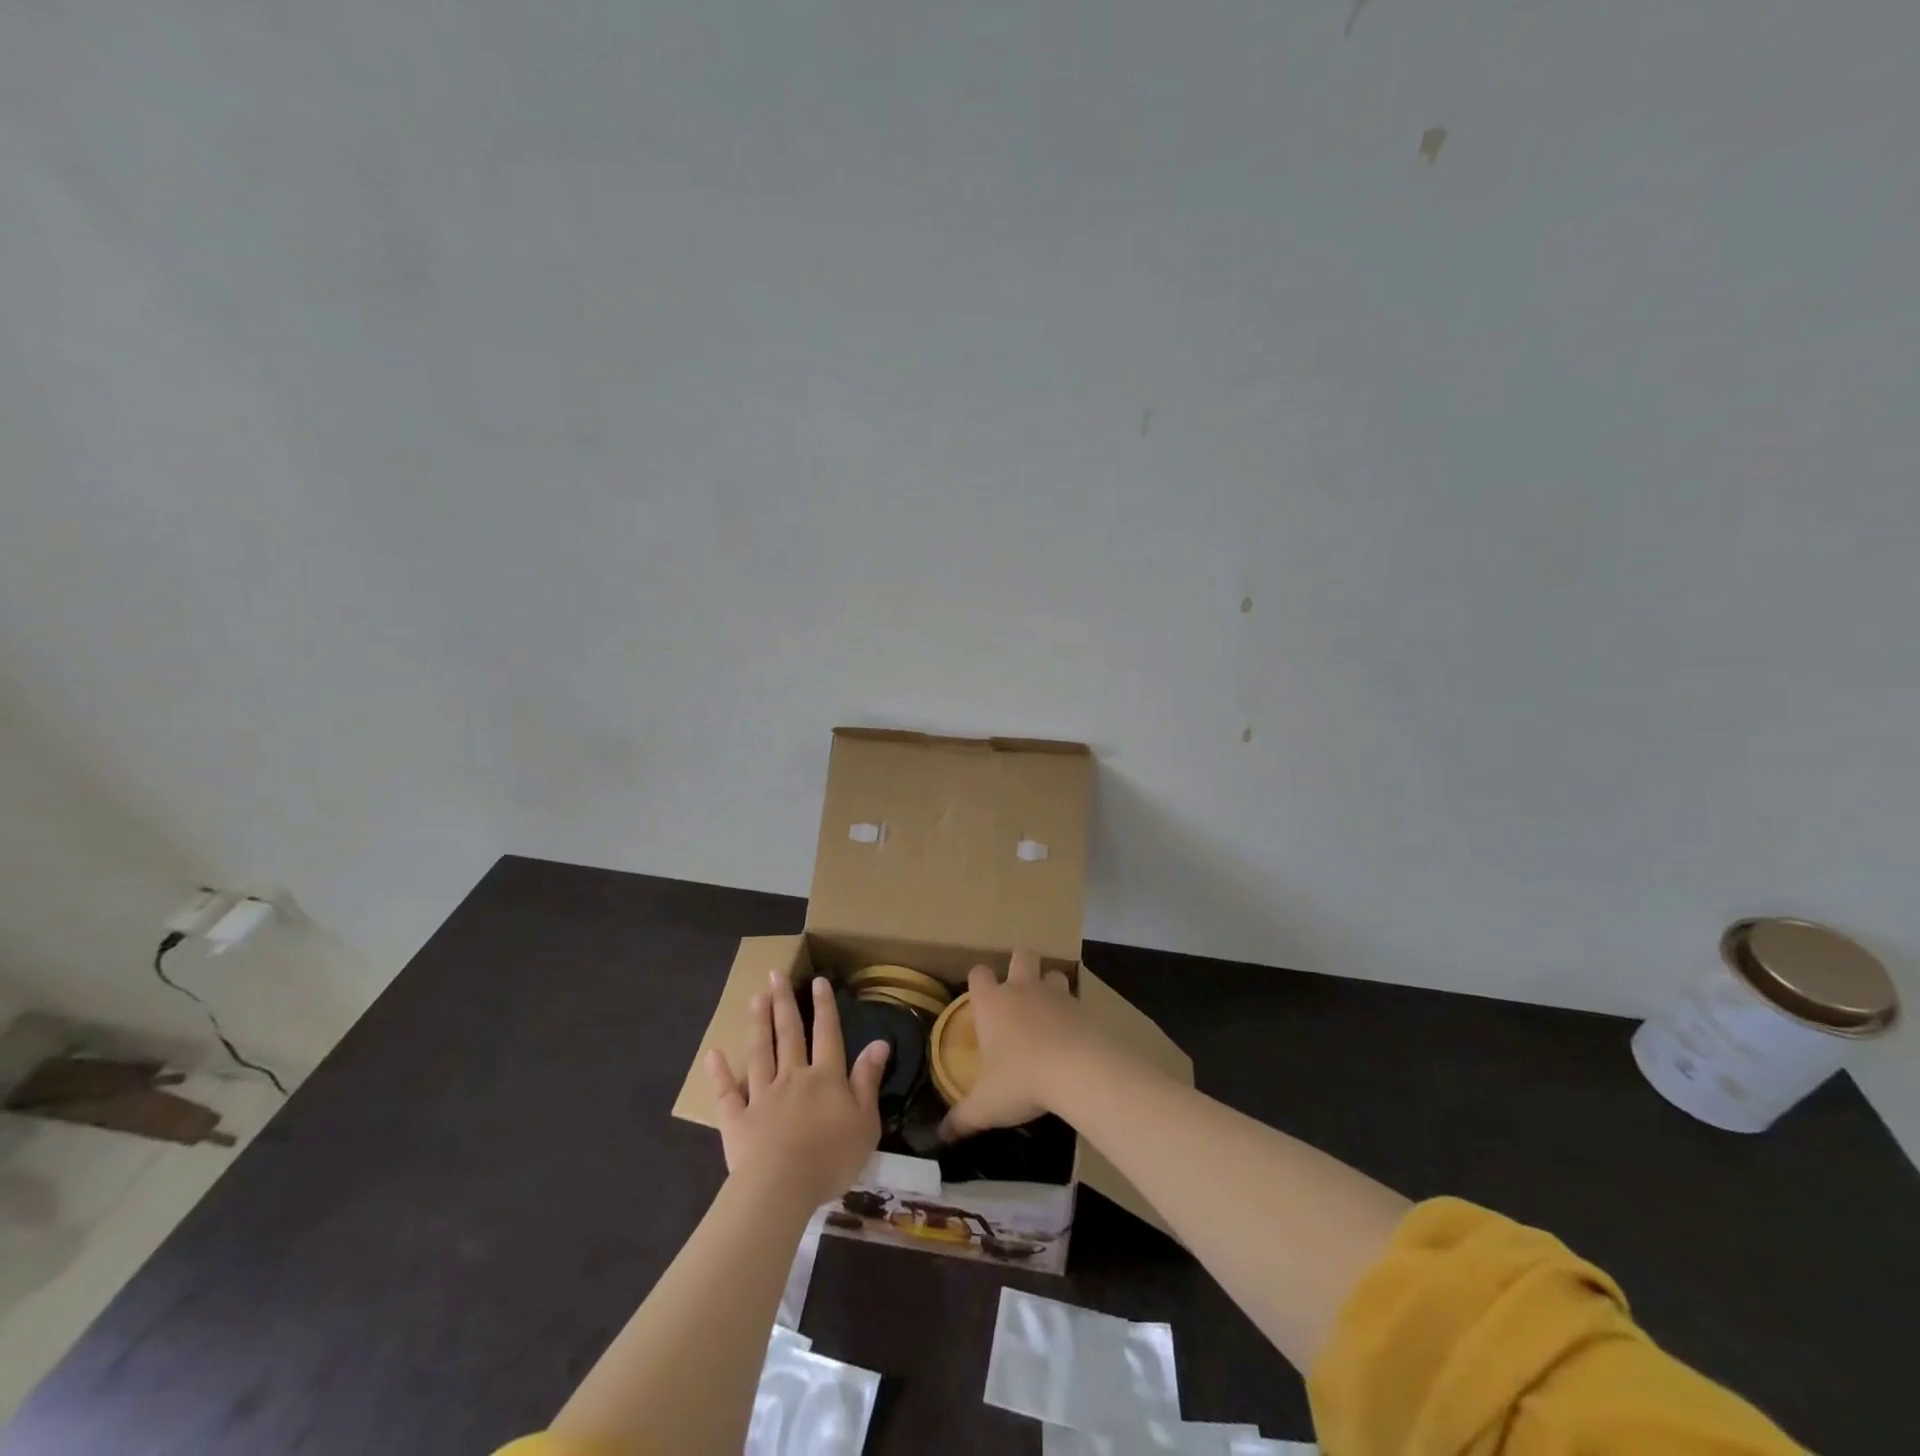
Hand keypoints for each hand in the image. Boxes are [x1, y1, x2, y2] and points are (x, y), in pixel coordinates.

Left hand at [706, 972, 890, 1208]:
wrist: (783, 1187)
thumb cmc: (831, 1157)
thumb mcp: (866, 1121)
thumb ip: (868, 1080)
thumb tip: (879, 1042)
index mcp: (826, 1078)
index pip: (827, 1034)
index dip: (824, 1006)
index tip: (817, 980)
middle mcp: (793, 1077)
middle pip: (789, 1034)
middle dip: (784, 1002)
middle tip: (775, 974)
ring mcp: (762, 1096)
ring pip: (760, 1053)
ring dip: (759, 1024)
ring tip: (756, 998)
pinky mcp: (737, 1120)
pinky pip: (727, 1093)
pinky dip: (719, 1073)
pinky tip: (713, 1054)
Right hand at [939, 949, 1100, 1141]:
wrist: (1077, 1070)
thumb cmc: (1021, 1080)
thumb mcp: (986, 1105)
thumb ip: (962, 1117)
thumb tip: (939, 1136)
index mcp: (992, 1003)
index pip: (978, 974)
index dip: (979, 981)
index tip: (980, 997)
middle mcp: (1022, 989)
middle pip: (1021, 956)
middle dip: (1020, 966)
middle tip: (1019, 992)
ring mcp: (1055, 995)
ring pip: (1053, 973)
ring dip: (1051, 986)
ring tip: (1049, 1010)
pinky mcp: (1083, 1008)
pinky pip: (1077, 1001)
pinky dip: (1074, 1013)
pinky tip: (1074, 1034)